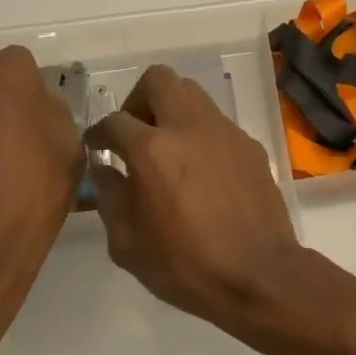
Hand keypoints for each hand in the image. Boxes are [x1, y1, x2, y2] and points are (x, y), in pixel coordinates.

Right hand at [85, 64, 316, 347]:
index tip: (96, 146)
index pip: (115, 121)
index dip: (98, 132)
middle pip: (158, 79)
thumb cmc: (186, 266)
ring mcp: (224, 131)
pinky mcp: (249, 144)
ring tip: (168, 147)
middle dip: (138, 99)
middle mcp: (189, 127)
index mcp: (153, 150)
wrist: (258, 274)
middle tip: (135, 131)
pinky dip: (201, 133)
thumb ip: (110, 198)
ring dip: (173, 110)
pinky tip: (201, 169)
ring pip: (192, 93)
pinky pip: (217, 122)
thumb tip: (103, 169)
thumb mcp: (129, 244)